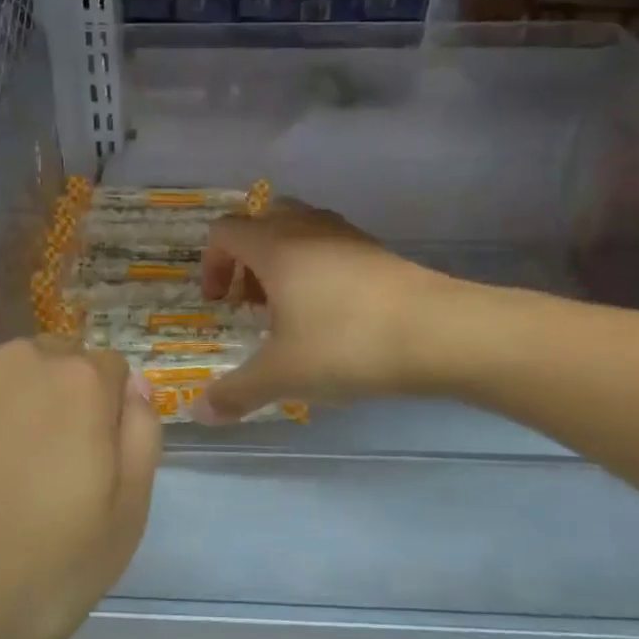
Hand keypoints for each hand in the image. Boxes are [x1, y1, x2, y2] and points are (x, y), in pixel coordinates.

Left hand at [0, 338, 160, 638]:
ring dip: (8, 412)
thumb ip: (141, 440)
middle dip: (61, 404)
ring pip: (2, 380)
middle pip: (56, 365)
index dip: (108, 417)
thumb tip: (135, 389)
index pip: (113, 372)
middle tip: (43, 476)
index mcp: (78, 383)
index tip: (92, 468)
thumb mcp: (122, 523)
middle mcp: (17, 361)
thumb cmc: (28, 574)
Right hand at [196, 203, 448, 422]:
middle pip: (261, 223)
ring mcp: (348, 236)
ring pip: (299, 233)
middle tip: (252, 304)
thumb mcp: (283, 375)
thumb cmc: (346, 344)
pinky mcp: (378, 252)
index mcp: (275, 245)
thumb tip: (198, 414)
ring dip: (283, 266)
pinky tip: (332, 317)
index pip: (224, 233)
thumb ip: (236, 392)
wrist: (440, 332)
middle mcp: (308, 228)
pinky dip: (317, 272)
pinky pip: (331, 249)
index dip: (211, 265)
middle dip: (246, 262)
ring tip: (291, 313)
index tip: (220, 305)